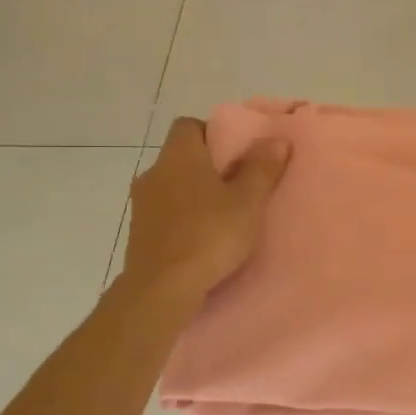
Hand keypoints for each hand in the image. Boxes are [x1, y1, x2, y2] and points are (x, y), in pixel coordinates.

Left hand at [118, 117, 290, 308]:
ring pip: (171, 187)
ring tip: (222, 216)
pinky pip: (164, 214)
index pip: (188, 125)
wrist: (162, 289)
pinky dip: (182, 219)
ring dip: (193, 195)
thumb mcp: (249, 201)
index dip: (212, 133)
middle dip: (206, 167)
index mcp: (179, 155)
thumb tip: (276, 139)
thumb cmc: (210, 235)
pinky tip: (202, 239)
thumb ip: (262, 168)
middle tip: (237, 185)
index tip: (236, 153)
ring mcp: (141, 204)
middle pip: (180, 157)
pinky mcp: (138, 234)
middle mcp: (154, 172)